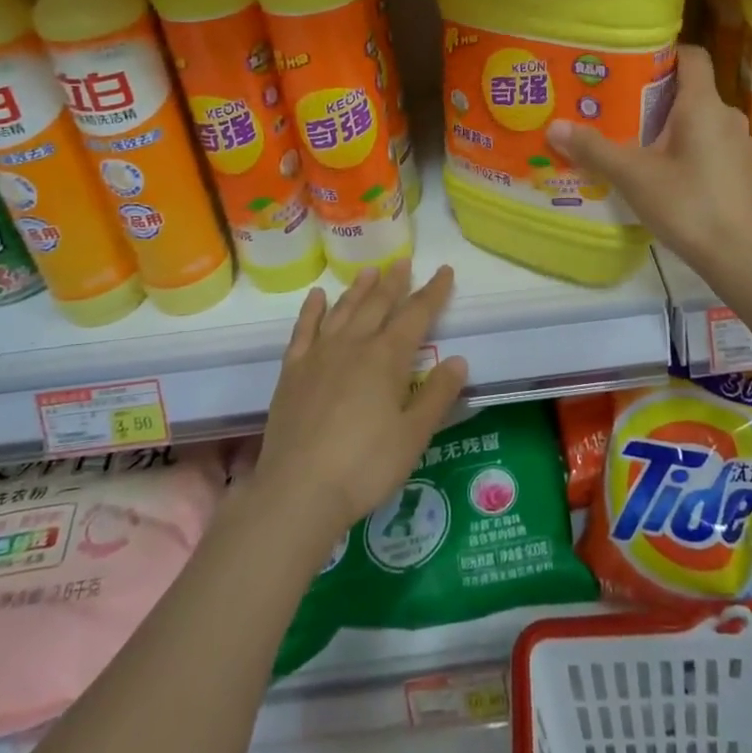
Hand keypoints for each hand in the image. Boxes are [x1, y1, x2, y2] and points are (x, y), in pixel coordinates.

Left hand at [253, 264, 468, 544]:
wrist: (298, 491)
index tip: (444, 271)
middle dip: (394, 282)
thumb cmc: (365, 465)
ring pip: (343, 311)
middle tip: (403, 262)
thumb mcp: (414, 435)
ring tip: (369, 271)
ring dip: (358, 289)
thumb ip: (437, 395)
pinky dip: (312, 311)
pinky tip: (318, 297)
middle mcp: (354, 345)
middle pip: (378, 305)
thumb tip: (458, 360)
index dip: (433, 292)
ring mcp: (319, 356)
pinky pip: (304, 330)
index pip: (417, 315)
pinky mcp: (293, 372)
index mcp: (387, 358)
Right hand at [547, 46, 751, 275]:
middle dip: (657, 96)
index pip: (692, 57)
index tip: (633, 63)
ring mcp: (739, 144)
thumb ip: (594, 149)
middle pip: (692, 90)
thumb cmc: (686, 204)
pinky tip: (666, 172)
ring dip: (673, 125)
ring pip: (701, 120)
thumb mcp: (633, 176)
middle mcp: (727, 116)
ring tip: (638, 142)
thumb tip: (554, 127)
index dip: (665, 53)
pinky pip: (711, 145)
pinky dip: (689, 148)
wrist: (737, 255)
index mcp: (703, 105)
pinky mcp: (742, 170)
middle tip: (621, 108)